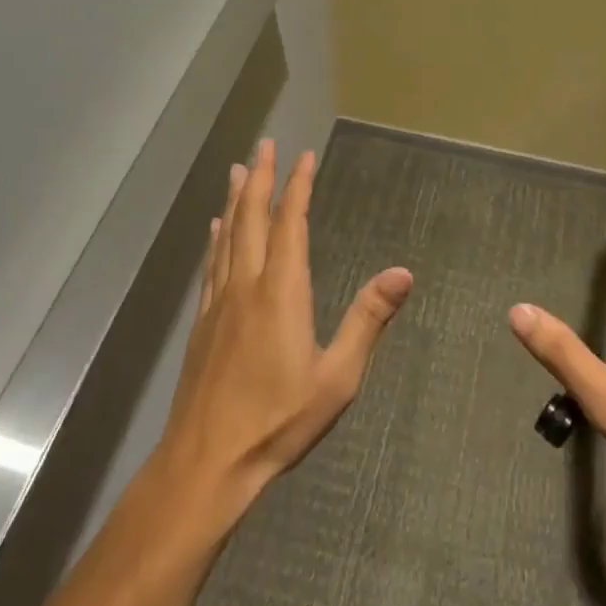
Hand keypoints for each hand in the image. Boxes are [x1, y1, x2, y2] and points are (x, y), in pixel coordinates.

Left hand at [160, 140, 413, 511]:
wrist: (206, 461)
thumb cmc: (278, 420)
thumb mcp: (337, 376)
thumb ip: (367, 319)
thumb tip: (403, 272)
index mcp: (281, 291)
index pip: (290, 223)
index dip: (298, 186)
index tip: (304, 156)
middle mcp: (246, 284)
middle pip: (252, 218)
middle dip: (260, 178)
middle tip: (264, 145)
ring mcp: (219, 302)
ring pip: (227, 236)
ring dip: (236, 200)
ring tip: (238, 171)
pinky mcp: (202, 322)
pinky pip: (211, 264)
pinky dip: (216, 237)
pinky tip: (215, 230)